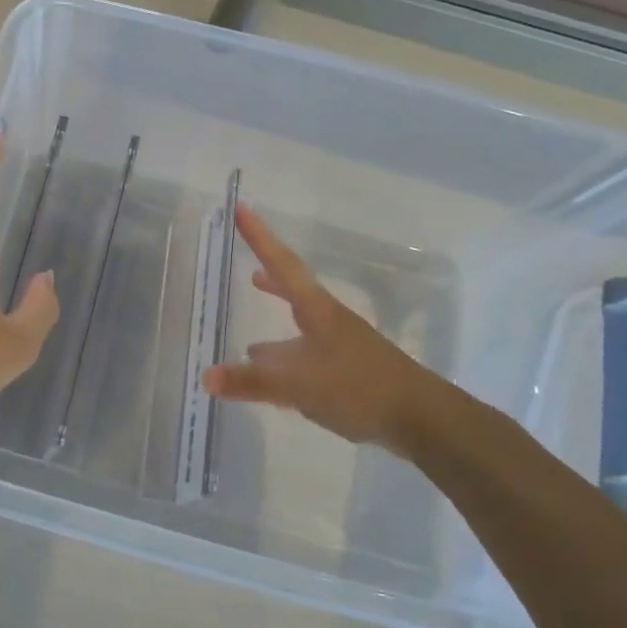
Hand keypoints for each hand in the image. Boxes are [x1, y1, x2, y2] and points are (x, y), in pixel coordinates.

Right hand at [202, 205, 440, 452]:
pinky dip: (285, 364)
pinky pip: (306, 360)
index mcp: (317, 311)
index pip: (281, 264)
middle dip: (269, 280)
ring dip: (276, 332)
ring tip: (249, 345)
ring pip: (299, 331)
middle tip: (247, 268)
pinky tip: (277, 383)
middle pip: (293, 291)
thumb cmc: (360, 389)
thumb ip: (253, 382)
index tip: (241, 208)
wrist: (421, 419)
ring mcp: (340, 347)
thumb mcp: (300, 386)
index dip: (259, 236)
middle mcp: (328, 322)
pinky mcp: (347, 374)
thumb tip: (205, 376)